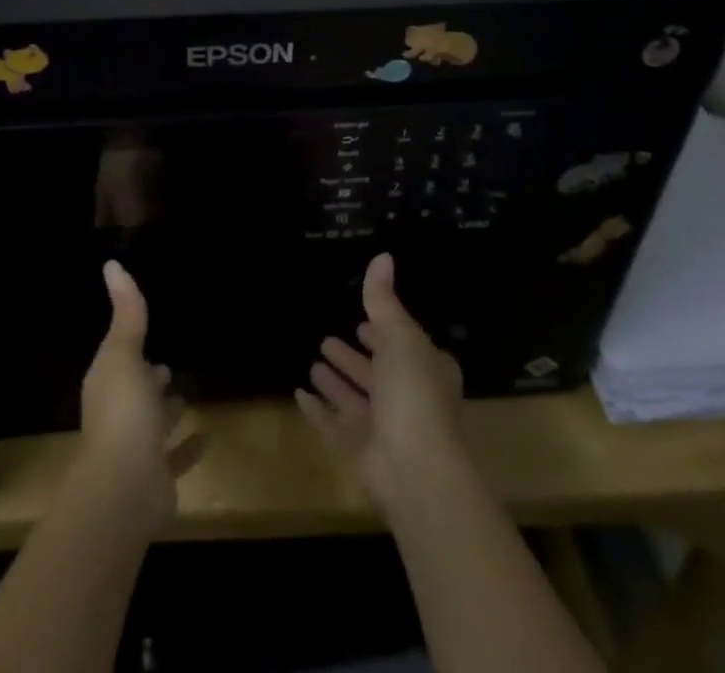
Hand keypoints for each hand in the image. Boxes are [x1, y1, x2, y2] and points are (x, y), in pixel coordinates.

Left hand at [75, 261, 194, 528]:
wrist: (124, 489)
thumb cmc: (122, 413)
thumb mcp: (124, 353)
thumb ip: (126, 312)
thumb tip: (112, 264)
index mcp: (108, 384)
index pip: (118, 359)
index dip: (130, 346)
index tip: (147, 332)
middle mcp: (118, 415)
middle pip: (135, 392)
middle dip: (148, 379)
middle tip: (166, 366)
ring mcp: (136, 449)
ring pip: (153, 424)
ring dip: (166, 412)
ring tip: (185, 395)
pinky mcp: (157, 477)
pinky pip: (175, 457)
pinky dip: (188, 448)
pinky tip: (207, 436)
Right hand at [295, 252, 469, 512]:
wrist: (414, 468)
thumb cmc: (414, 392)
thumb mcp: (400, 335)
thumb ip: (384, 299)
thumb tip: (383, 256)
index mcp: (426, 371)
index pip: (404, 347)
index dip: (384, 335)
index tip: (362, 322)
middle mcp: (407, 400)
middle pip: (376, 374)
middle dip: (354, 358)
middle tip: (328, 339)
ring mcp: (382, 429)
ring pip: (354, 400)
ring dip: (336, 382)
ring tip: (314, 360)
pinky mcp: (358, 452)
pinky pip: (332, 426)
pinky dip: (317, 411)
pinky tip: (299, 393)